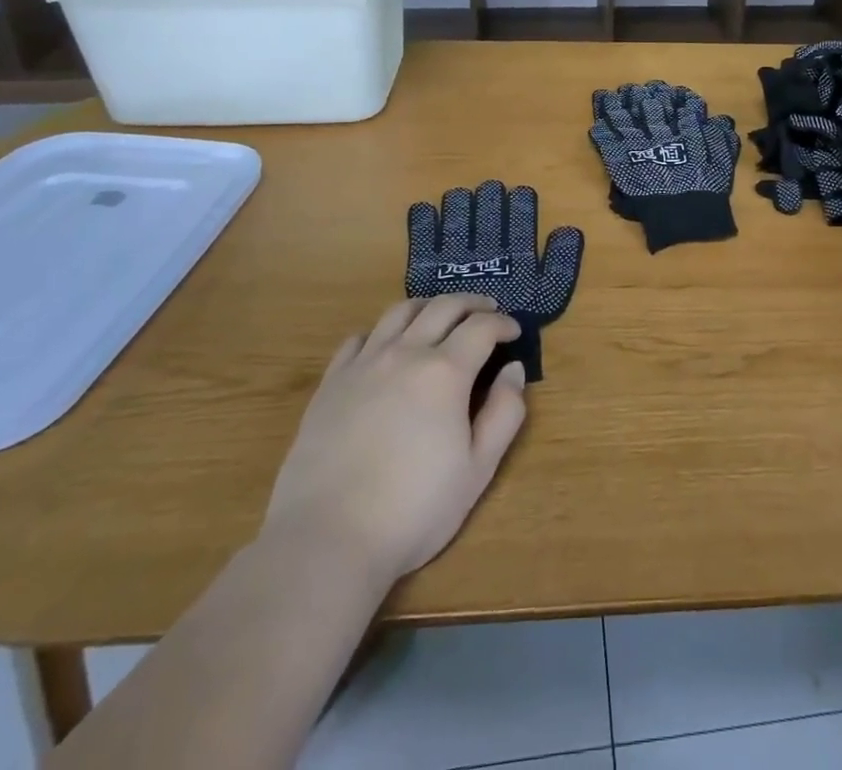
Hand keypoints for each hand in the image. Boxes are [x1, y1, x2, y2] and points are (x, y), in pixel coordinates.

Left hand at [264, 295, 527, 580]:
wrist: (327, 538)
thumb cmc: (414, 509)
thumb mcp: (478, 469)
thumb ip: (504, 413)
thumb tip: (514, 369)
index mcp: (446, 372)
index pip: (482, 327)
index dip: (503, 323)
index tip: (514, 332)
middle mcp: (406, 353)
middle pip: (443, 307)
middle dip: (472, 304)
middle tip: (487, 310)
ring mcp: (364, 364)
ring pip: (399, 312)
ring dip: (428, 306)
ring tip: (439, 316)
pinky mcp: (331, 383)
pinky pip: (357, 339)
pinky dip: (380, 332)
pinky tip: (386, 346)